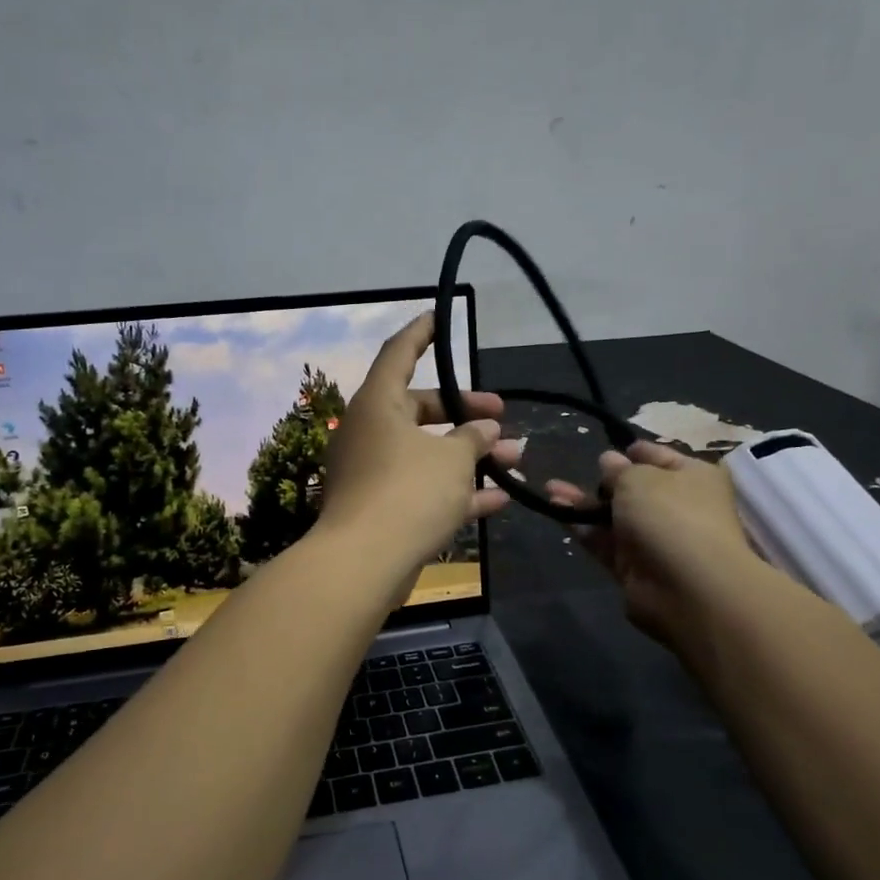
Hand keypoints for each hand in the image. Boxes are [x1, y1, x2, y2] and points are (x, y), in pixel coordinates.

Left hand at [318, 312, 520, 570]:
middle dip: (464, 411)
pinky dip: (456, 491)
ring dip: (469, 455)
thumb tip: (487, 430)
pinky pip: (423, 489)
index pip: (399, 352)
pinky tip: (499, 499)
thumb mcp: (452, 458)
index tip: (440, 316)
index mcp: (378, 404)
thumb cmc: (409, 492)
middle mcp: (370, 432)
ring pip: (427, 452)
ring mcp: (373, 472)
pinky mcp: (381, 508)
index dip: (422, 333)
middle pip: (419, 407)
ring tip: (515, 458)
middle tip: (501, 417)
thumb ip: (474, 438)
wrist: (364, 563)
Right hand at [547, 441, 762, 647]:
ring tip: (550, 488)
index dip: (633, 451)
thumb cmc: (670, 515)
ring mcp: (655, 539)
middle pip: (635, 489)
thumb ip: (618, 469)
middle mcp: (677, 506)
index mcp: (693, 478)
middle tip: (574, 468)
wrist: (687, 589)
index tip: (606, 446)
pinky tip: (555, 509)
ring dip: (583, 502)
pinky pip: (604, 541)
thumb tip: (609, 461)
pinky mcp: (633, 567)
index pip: (660, 456)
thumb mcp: (639, 478)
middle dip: (604, 479)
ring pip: (614, 515)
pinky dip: (581, 527)